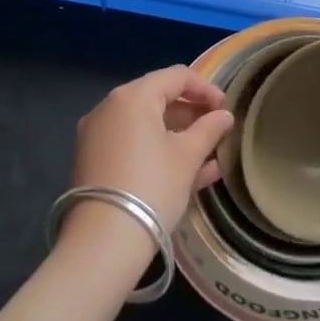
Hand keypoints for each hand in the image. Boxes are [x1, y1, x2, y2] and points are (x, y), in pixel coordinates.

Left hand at [70, 66, 233, 236]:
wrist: (103, 243)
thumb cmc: (152, 187)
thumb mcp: (187, 156)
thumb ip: (209, 129)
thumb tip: (224, 116)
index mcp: (132, 97)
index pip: (176, 77)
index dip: (206, 89)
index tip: (226, 109)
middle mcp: (109, 108)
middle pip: (158, 99)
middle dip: (192, 114)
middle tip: (217, 131)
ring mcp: (97, 136)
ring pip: (146, 126)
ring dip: (178, 136)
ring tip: (209, 156)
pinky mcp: (93, 162)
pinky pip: (132, 145)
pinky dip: (157, 152)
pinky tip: (187, 173)